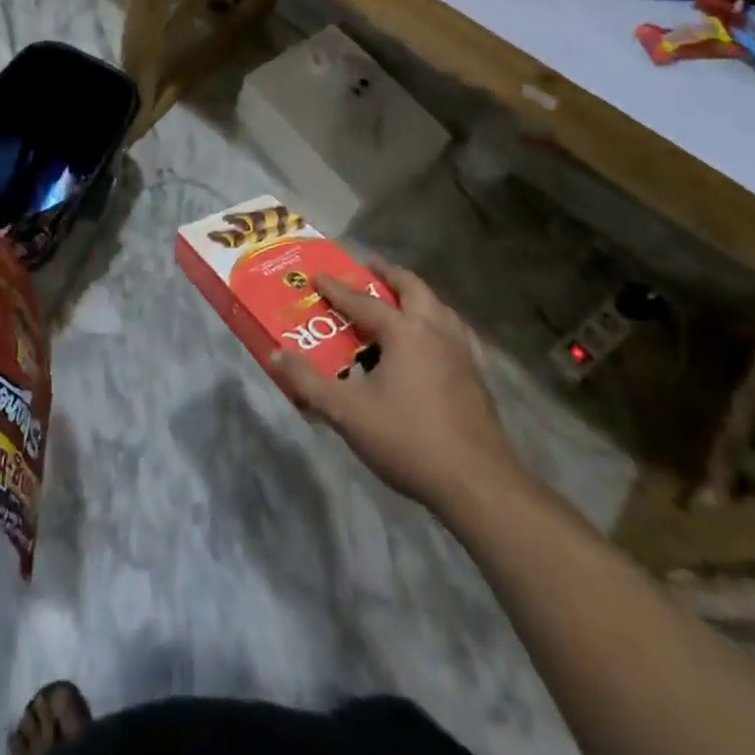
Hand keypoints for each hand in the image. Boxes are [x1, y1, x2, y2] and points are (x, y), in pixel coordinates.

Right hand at [271, 260, 521, 514]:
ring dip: (416, 296)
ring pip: (439, 308)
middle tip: (368, 269)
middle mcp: (436, 331)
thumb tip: (276, 354)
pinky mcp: (477, 377)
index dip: (337, 288)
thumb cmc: (408, 439)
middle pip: (412, 288)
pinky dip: (437, 324)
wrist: (478, 485)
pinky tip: (432, 344)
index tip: (318, 275)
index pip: (363, 301)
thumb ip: (308, 382)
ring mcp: (462, 353)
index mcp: (405, 331)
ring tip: (399, 300)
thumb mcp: (347, 413)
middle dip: (388, 275)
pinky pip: (454, 333)